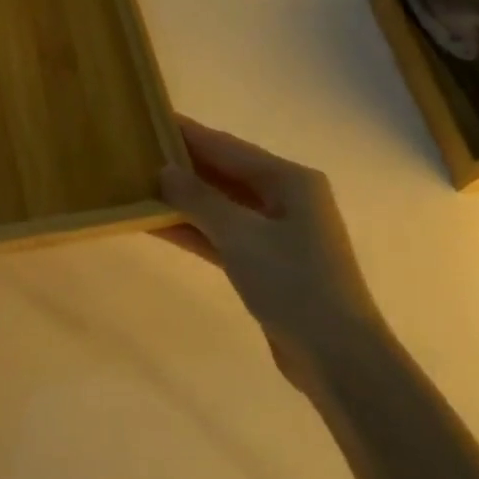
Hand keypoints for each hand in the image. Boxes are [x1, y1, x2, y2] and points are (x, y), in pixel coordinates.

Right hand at [157, 117, 379, 395]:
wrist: (338, 359)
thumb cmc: (293, 283)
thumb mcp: (240, 234)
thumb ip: (199, 199)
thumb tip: (164, 170)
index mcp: (290, 180)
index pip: (228, 147)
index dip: (190, 134)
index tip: (153, 119)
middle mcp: (287, 199)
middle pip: (226, 173)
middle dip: (185, 165)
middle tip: (140, 151)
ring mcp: (278, 233)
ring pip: (222, 206)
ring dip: (185, 199)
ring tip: (141, 184)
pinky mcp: (268, 264)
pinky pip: (224, 235)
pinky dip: (195, 229)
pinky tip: (158, 224)